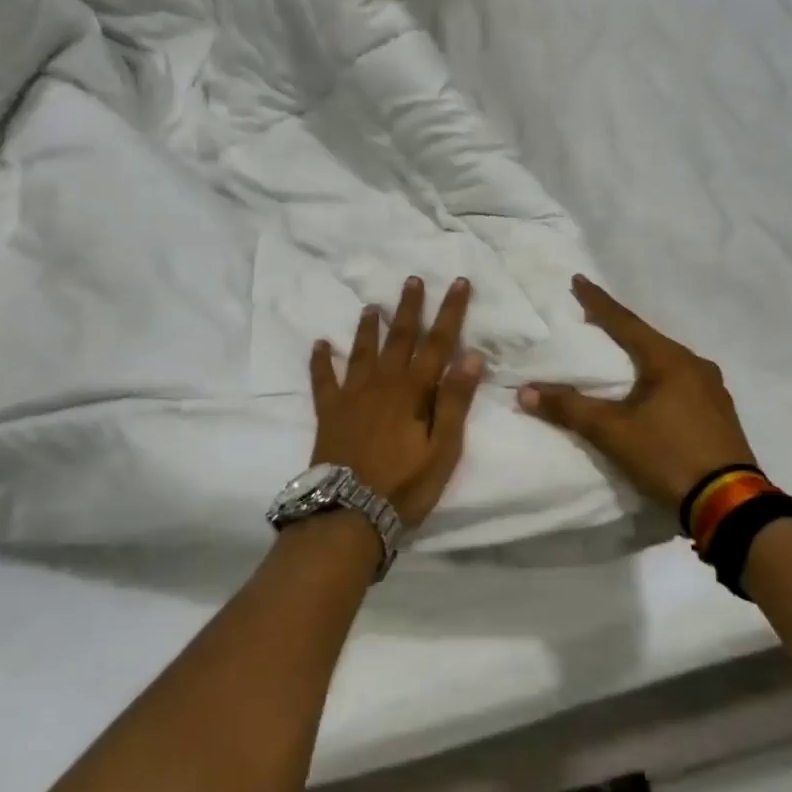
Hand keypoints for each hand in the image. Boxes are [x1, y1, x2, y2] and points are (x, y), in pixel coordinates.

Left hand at [310, 277, 484, 528]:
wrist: (348, 511)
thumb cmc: (404, 484)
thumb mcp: (443, 449)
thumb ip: (455, 401)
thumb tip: (471, 356)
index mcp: (413, 390)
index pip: (438, 343)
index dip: (451, 312)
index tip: (459, 283)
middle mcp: (382, 382)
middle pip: (399, 337)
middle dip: (409, 307)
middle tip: (413, 279)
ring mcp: (352, 395)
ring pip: (362, 351)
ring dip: (369, 327)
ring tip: (371, 306)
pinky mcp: (329, 411)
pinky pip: (323, 379)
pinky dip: (321, 360)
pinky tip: (320, 343)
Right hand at [518, 276, 757, 509]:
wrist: (730, 505)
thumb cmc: (668, 456)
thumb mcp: (613, 433)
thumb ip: (569, 409)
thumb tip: (526, 392)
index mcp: (670, 360)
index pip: (625, 322)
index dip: (598, 301)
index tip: (578, 280)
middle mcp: (695, 366)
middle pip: (648, 339)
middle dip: (619, 329)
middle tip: (592, 321)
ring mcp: (713, 390)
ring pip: (666, 362)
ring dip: (640, 356)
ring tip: (618, 357)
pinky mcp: (719, 414)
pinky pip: (680, 383)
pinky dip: (658, 379)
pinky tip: (649, 392)